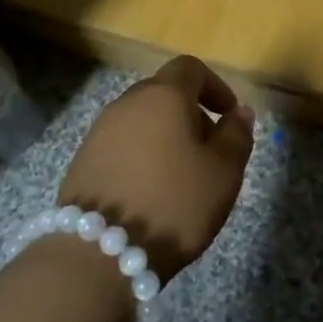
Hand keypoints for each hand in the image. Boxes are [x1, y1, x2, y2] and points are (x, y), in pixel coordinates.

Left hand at [58, 56, 254, 279]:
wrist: (99, 253)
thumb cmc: (174, 203)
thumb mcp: (223, 172)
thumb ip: (236, 135)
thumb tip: (239, 112)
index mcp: (164, 95)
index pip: (190, 68)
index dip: (215, 86)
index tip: (229, 114)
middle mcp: (127, 103)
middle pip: (164, 93)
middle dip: (190, 113)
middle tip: (208, 150)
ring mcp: (100, 131)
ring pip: (141, 120)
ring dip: (164, 136)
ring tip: (180, 175)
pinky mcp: (83, 160)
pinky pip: (121, 144)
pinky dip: (141, 156)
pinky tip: (150, 191)